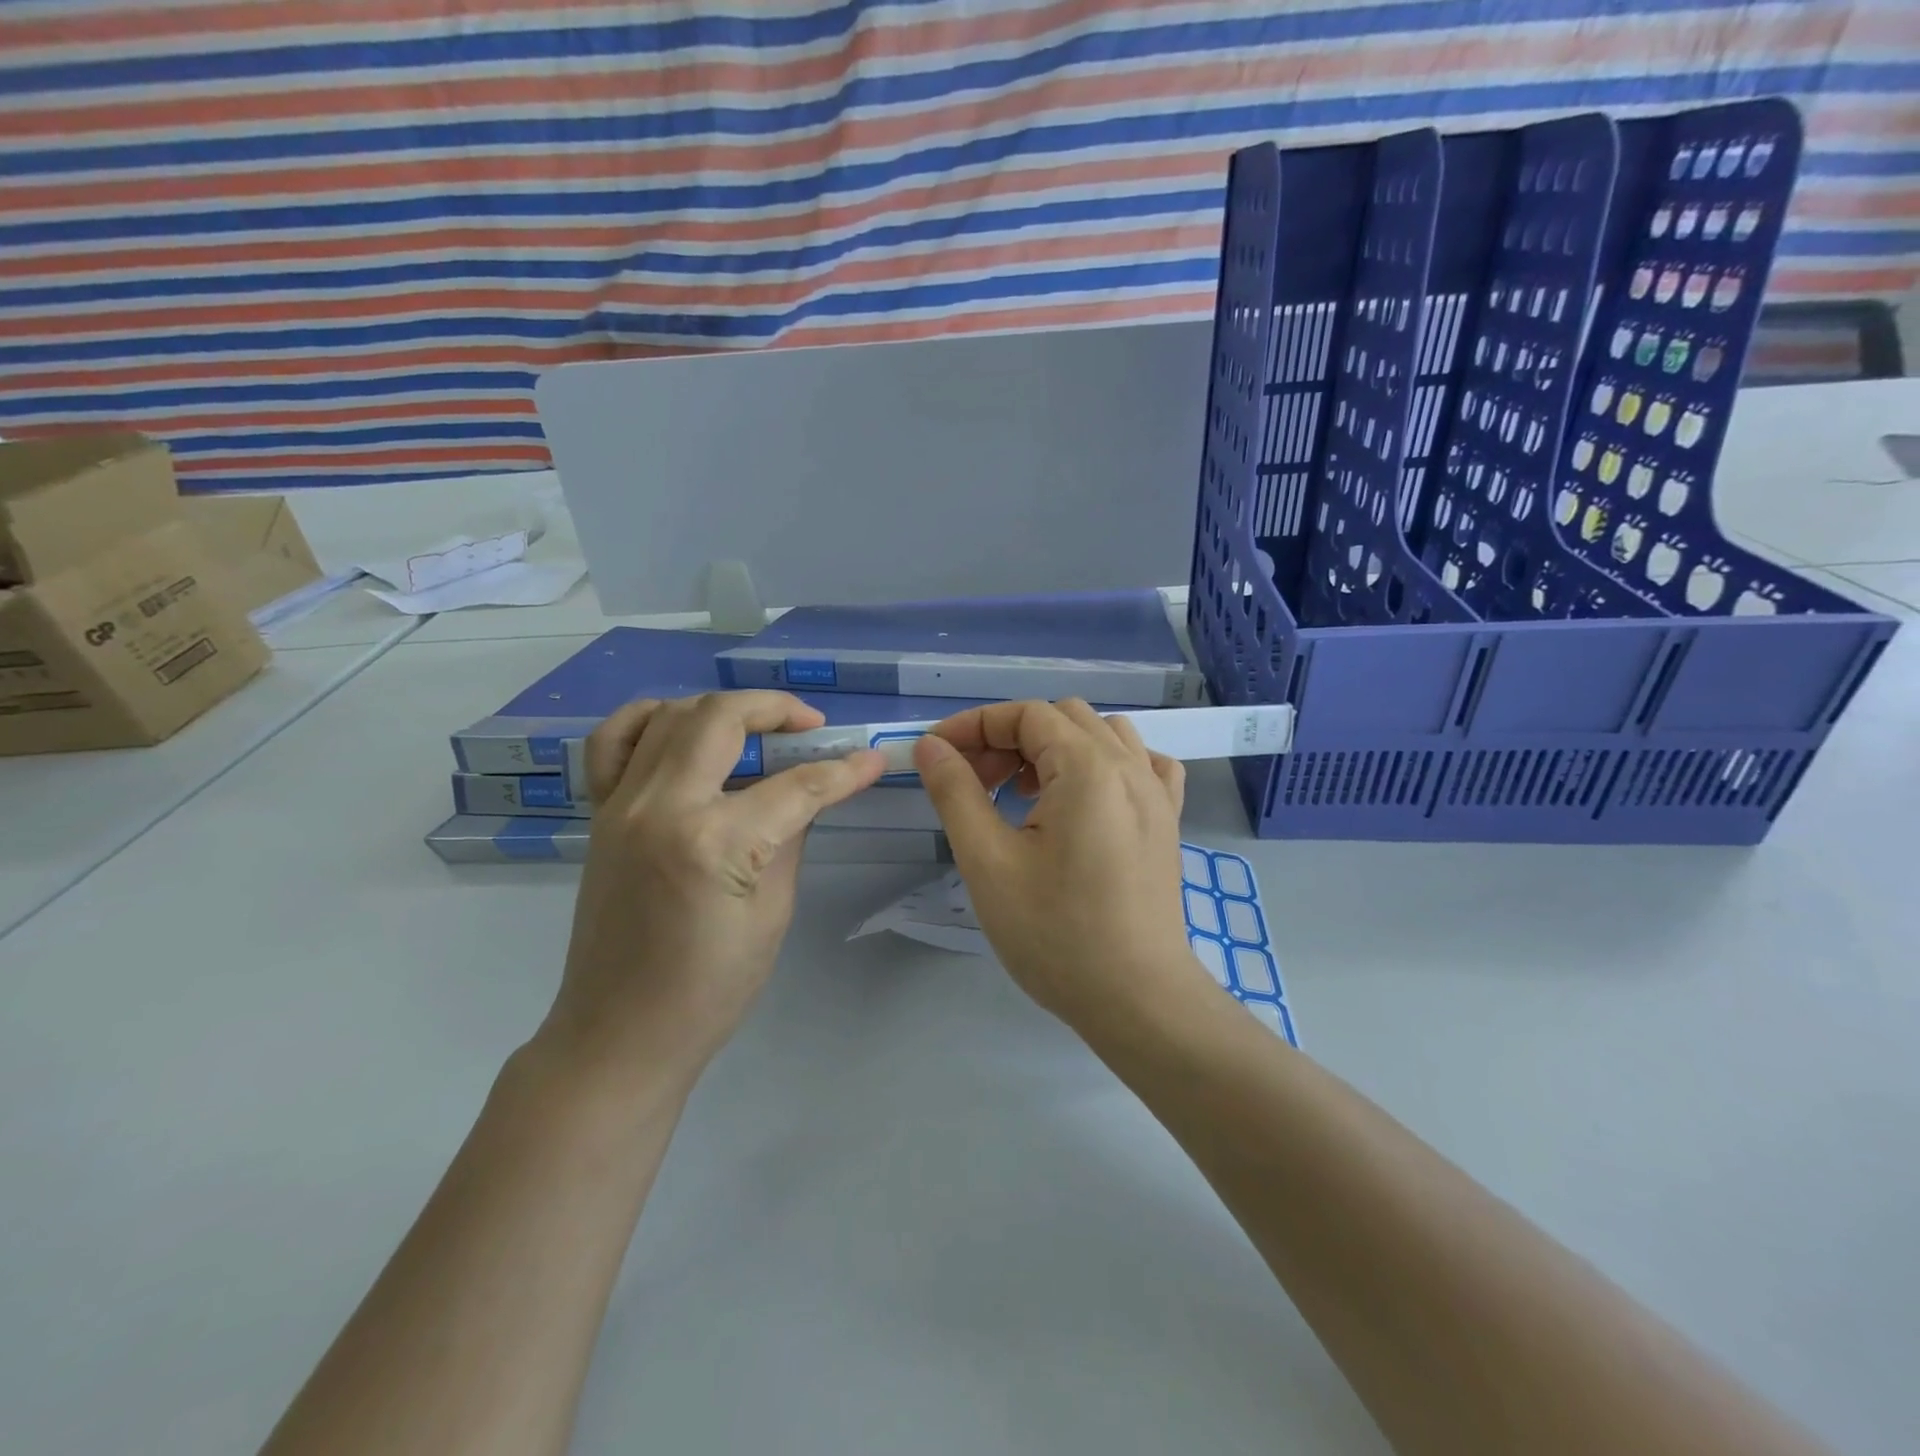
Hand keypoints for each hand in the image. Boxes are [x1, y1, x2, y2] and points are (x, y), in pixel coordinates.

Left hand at [541, 691, 885, 1086]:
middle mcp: (660, 807)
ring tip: (756, 726)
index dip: (842, 771)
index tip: (872, 758)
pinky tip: (680, 727)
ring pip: (670, 715)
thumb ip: (789, 838)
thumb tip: (809, 793)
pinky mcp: (599, 814)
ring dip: (721, 709)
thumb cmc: (710, 990)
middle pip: (721, 719)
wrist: (620, 1033)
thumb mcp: (772, 914)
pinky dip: (649, 719)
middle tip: (811, 726)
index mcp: (712, 843)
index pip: (795, 786)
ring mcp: (620, 805)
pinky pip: (613, 741)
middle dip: (776, 710)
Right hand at [913, 699, 1208, 1024]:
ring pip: (1102, 734)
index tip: (939, 754)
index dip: (975, 725)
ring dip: (1055, 748)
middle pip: (1062, 718)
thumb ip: (956, 793)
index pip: (1026, 714)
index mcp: (1088, 768)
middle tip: (977, 782)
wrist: (1136, 998)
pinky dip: (1105, 763)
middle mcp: (1130, 766)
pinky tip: (1085, 798)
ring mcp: (1157, 792)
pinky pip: (1141, 763)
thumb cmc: (1055, 934)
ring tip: (1025, 793)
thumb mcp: (988, 862)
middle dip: (1010, 738)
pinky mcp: (1168, 820)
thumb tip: (931, 746)